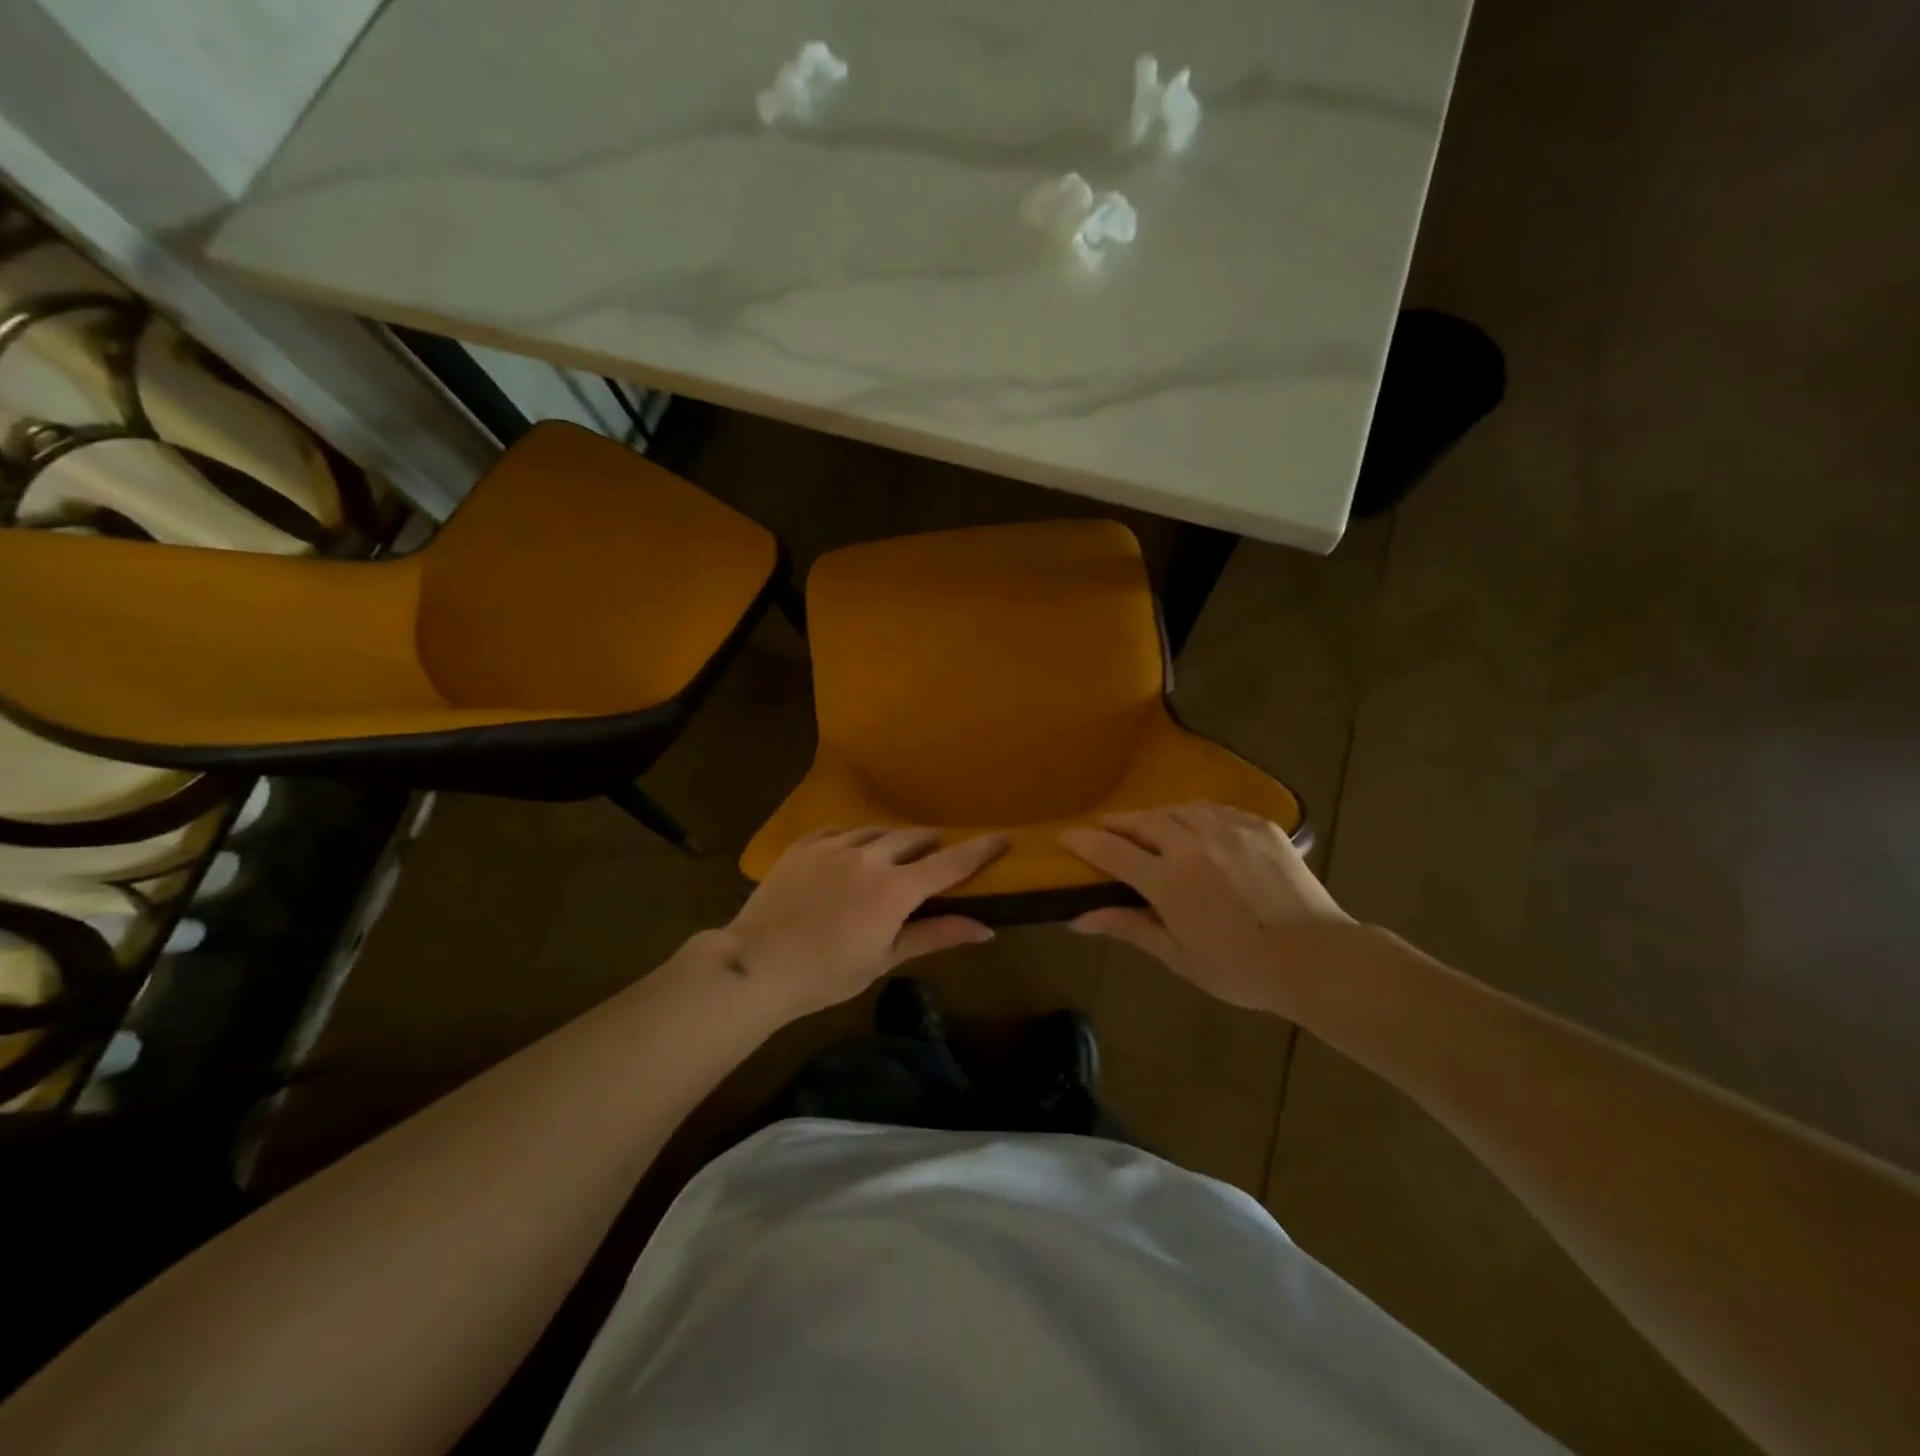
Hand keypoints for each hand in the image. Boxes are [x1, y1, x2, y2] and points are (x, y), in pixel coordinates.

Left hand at [721, 827, 1008, 1021]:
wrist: (756, 965)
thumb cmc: (826, 974)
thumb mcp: (885, 959)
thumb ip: (936, 936)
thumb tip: (986, 929)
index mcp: (895, 889)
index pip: (950, 863)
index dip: (980, 849)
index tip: (1002, 836)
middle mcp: (870, 857)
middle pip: (914, 837)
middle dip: (932, 843)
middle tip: (938, 854)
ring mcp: (834, 846)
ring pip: (877, 831)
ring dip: (893, 840)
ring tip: (894, 854)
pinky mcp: (804, 845)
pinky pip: (839, 831)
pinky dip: (853, 840)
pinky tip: (850, 853)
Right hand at [1058, 802, 1352, 1014]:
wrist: (1318, 958)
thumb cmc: (1241, 968)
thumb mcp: (1178, 956)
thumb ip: (1129, 927)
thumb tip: (1078, 919)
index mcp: (1168, 880)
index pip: (1111, 850)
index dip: (1083, 841)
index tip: (1065, 837)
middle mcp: (1192, 844)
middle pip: (1142, 821)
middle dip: (1117, 823)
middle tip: (1105, 829)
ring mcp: (1228, 829)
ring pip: (1178, 809)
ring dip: (1155, 816)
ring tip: (1149, 827)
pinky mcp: (1259, 826)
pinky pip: (1215, 809)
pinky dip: (1194, 814)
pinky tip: (1195, 826)